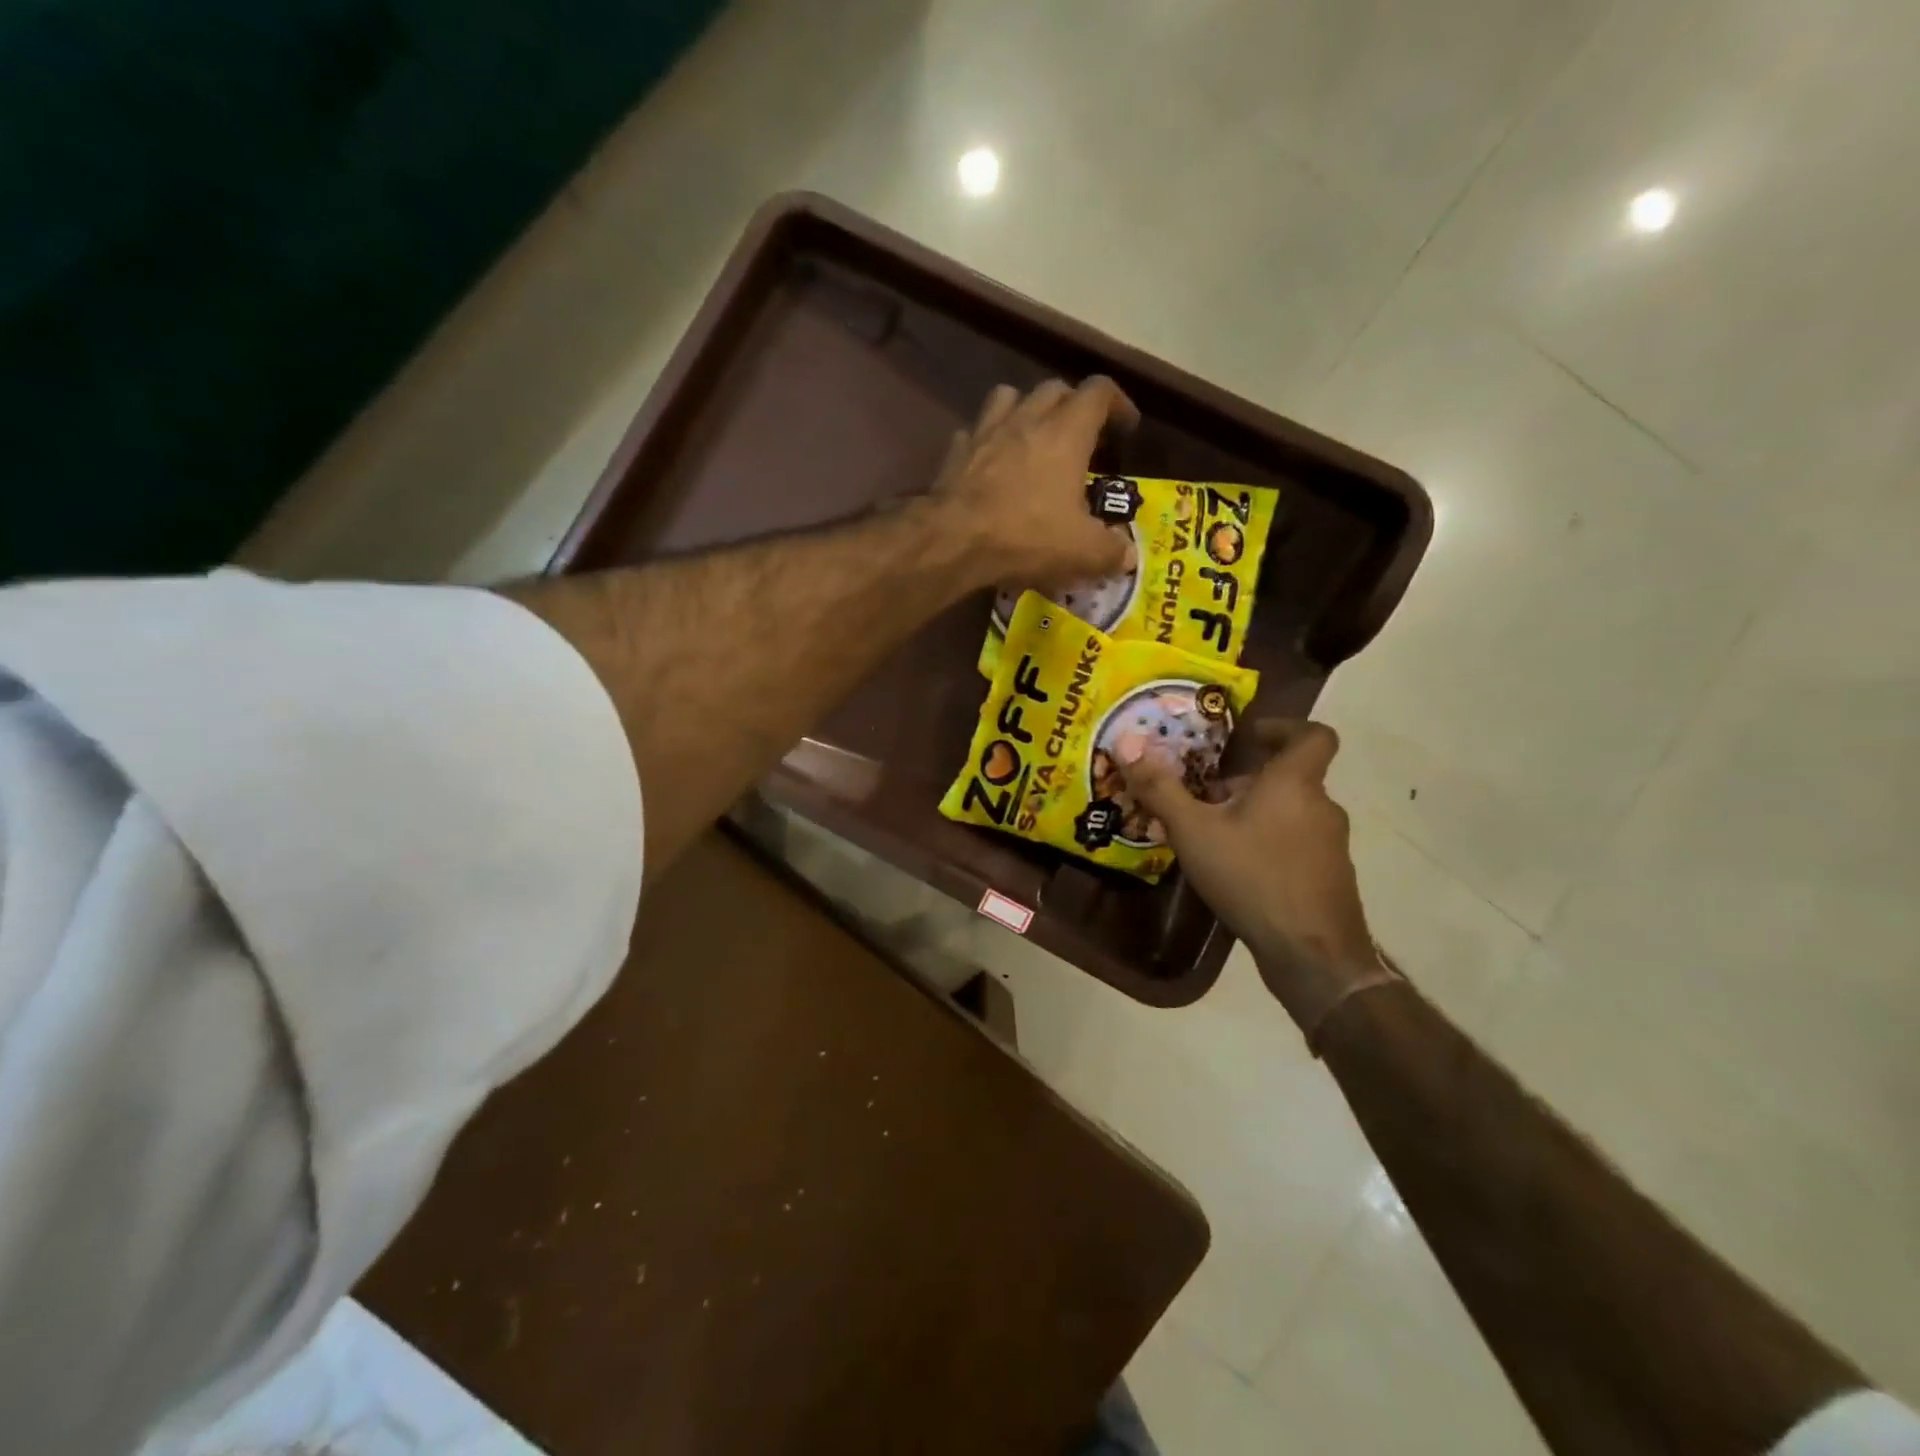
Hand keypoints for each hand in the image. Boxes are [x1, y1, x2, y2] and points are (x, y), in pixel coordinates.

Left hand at [930, 378, 1141, 587]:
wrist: (954, 540)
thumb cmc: (1026, 536)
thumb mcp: (1082, 551)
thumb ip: (1111, 550)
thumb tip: (1127, 555)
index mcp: (1067, 432)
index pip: (1099, 392)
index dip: (1118, 403)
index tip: (1126, 426)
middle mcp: (1027, 419)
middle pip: (1055, 389)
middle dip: (1073, 405)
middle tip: (1081, 437)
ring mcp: (986, 431)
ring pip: (1010, 396)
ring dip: (1026, 409)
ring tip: (1033, 437)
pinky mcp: (956, 452)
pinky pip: (974, 432)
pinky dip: (987, 441)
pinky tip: (990, 463)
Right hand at [1119, 721, 1394, 1042]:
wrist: (1312, 955)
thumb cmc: (1252, 877)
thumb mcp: (1193, 831)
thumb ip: (1160, 788)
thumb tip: (1125, 742)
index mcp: (1295, 783)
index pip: (1314, 735)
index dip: (1286, 727)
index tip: (1252, 735)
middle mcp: (1322, 807)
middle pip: (1290, 778)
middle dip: (1248, 782)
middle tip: (1207, 797)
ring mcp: (1331, 845)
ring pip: (1292, 813)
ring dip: (1257, 815)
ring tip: (1214, 837)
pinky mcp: (1331, 878)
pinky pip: (1297, 845)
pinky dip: (1270, 845)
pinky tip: (1238, 873)